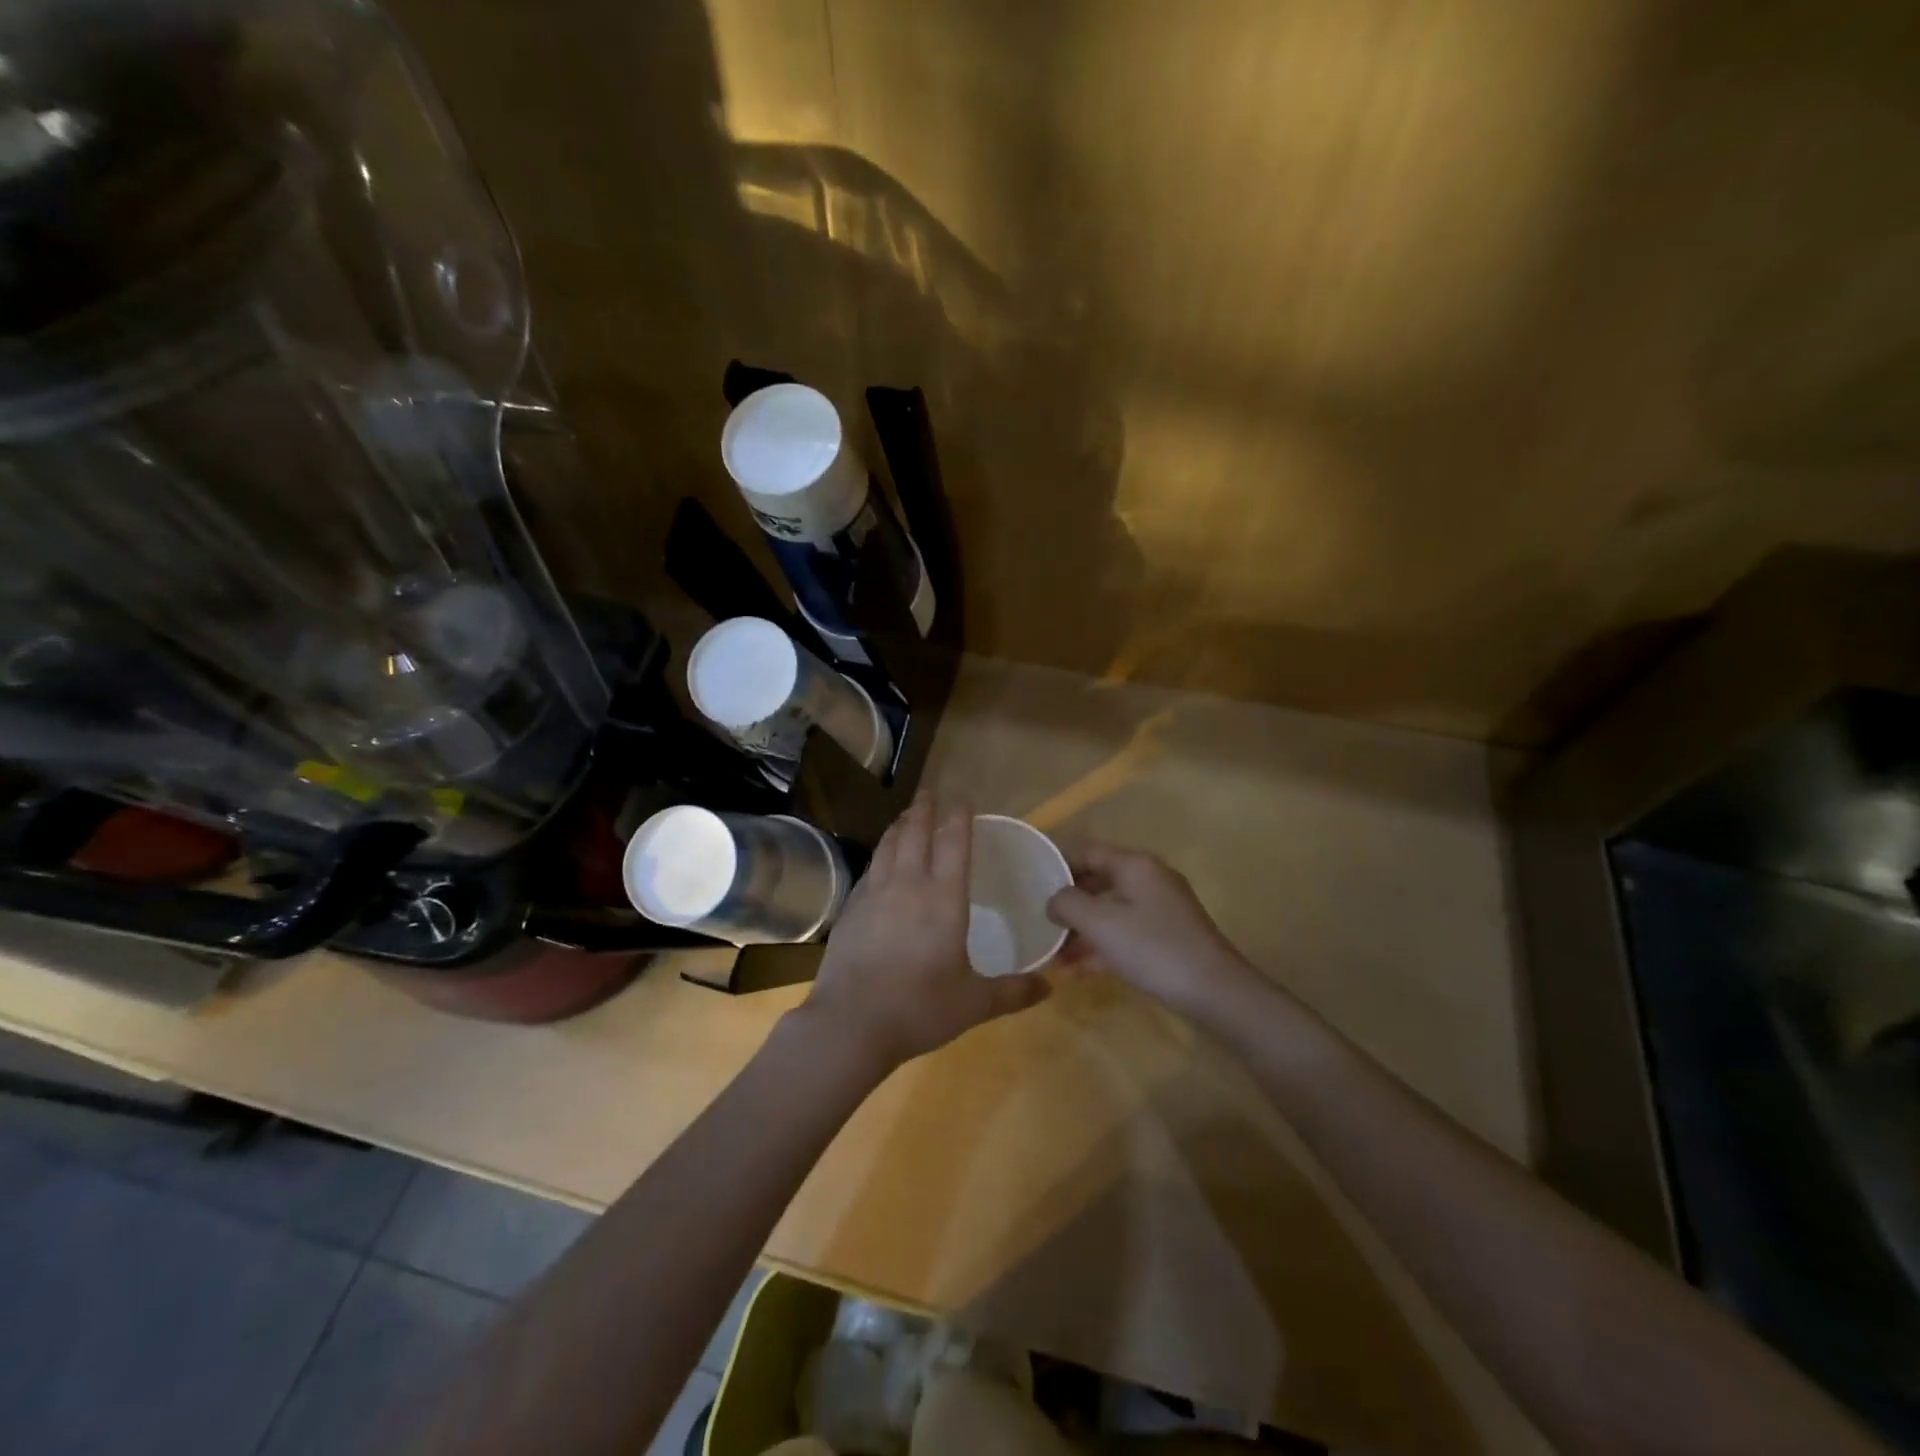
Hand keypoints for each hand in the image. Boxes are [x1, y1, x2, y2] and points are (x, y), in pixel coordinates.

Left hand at [803, 796, 1049, 1069]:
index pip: (954, 843)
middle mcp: (908, 885)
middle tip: (929, 794)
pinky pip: (869, 871)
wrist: (852, 1024)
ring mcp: (874, 895)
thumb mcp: (974, 1003)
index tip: (963, 799)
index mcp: (943, 898)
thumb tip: (1049, 986)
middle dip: (924, 810)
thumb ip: (1013, 992)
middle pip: (915, 834)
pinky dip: (879, 856)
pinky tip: (879, 863)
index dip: (959, 818)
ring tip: (904, 817)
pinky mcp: (850, 911)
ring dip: (898, 827)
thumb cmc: (920, 1008)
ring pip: (887, 847)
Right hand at [1046, 844, 1256, 1019]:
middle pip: (1098, 882)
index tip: (1032, 886)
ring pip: (1111, 912)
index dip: (1058, 865)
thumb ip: (1068, 904)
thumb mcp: (1101, 923)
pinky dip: (1103, 947)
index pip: (1088, 852)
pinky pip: (1126, 934)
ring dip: (1082, 932)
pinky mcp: (1168, 937)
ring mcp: (1162, 910)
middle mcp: (1149, 880)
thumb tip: (1054, 899)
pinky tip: (1080, 972)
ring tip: (1055, 958)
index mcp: (1135, 866)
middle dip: (1069, 905)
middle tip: (1041, 924)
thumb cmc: (1153, 948)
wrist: (1216, 992)